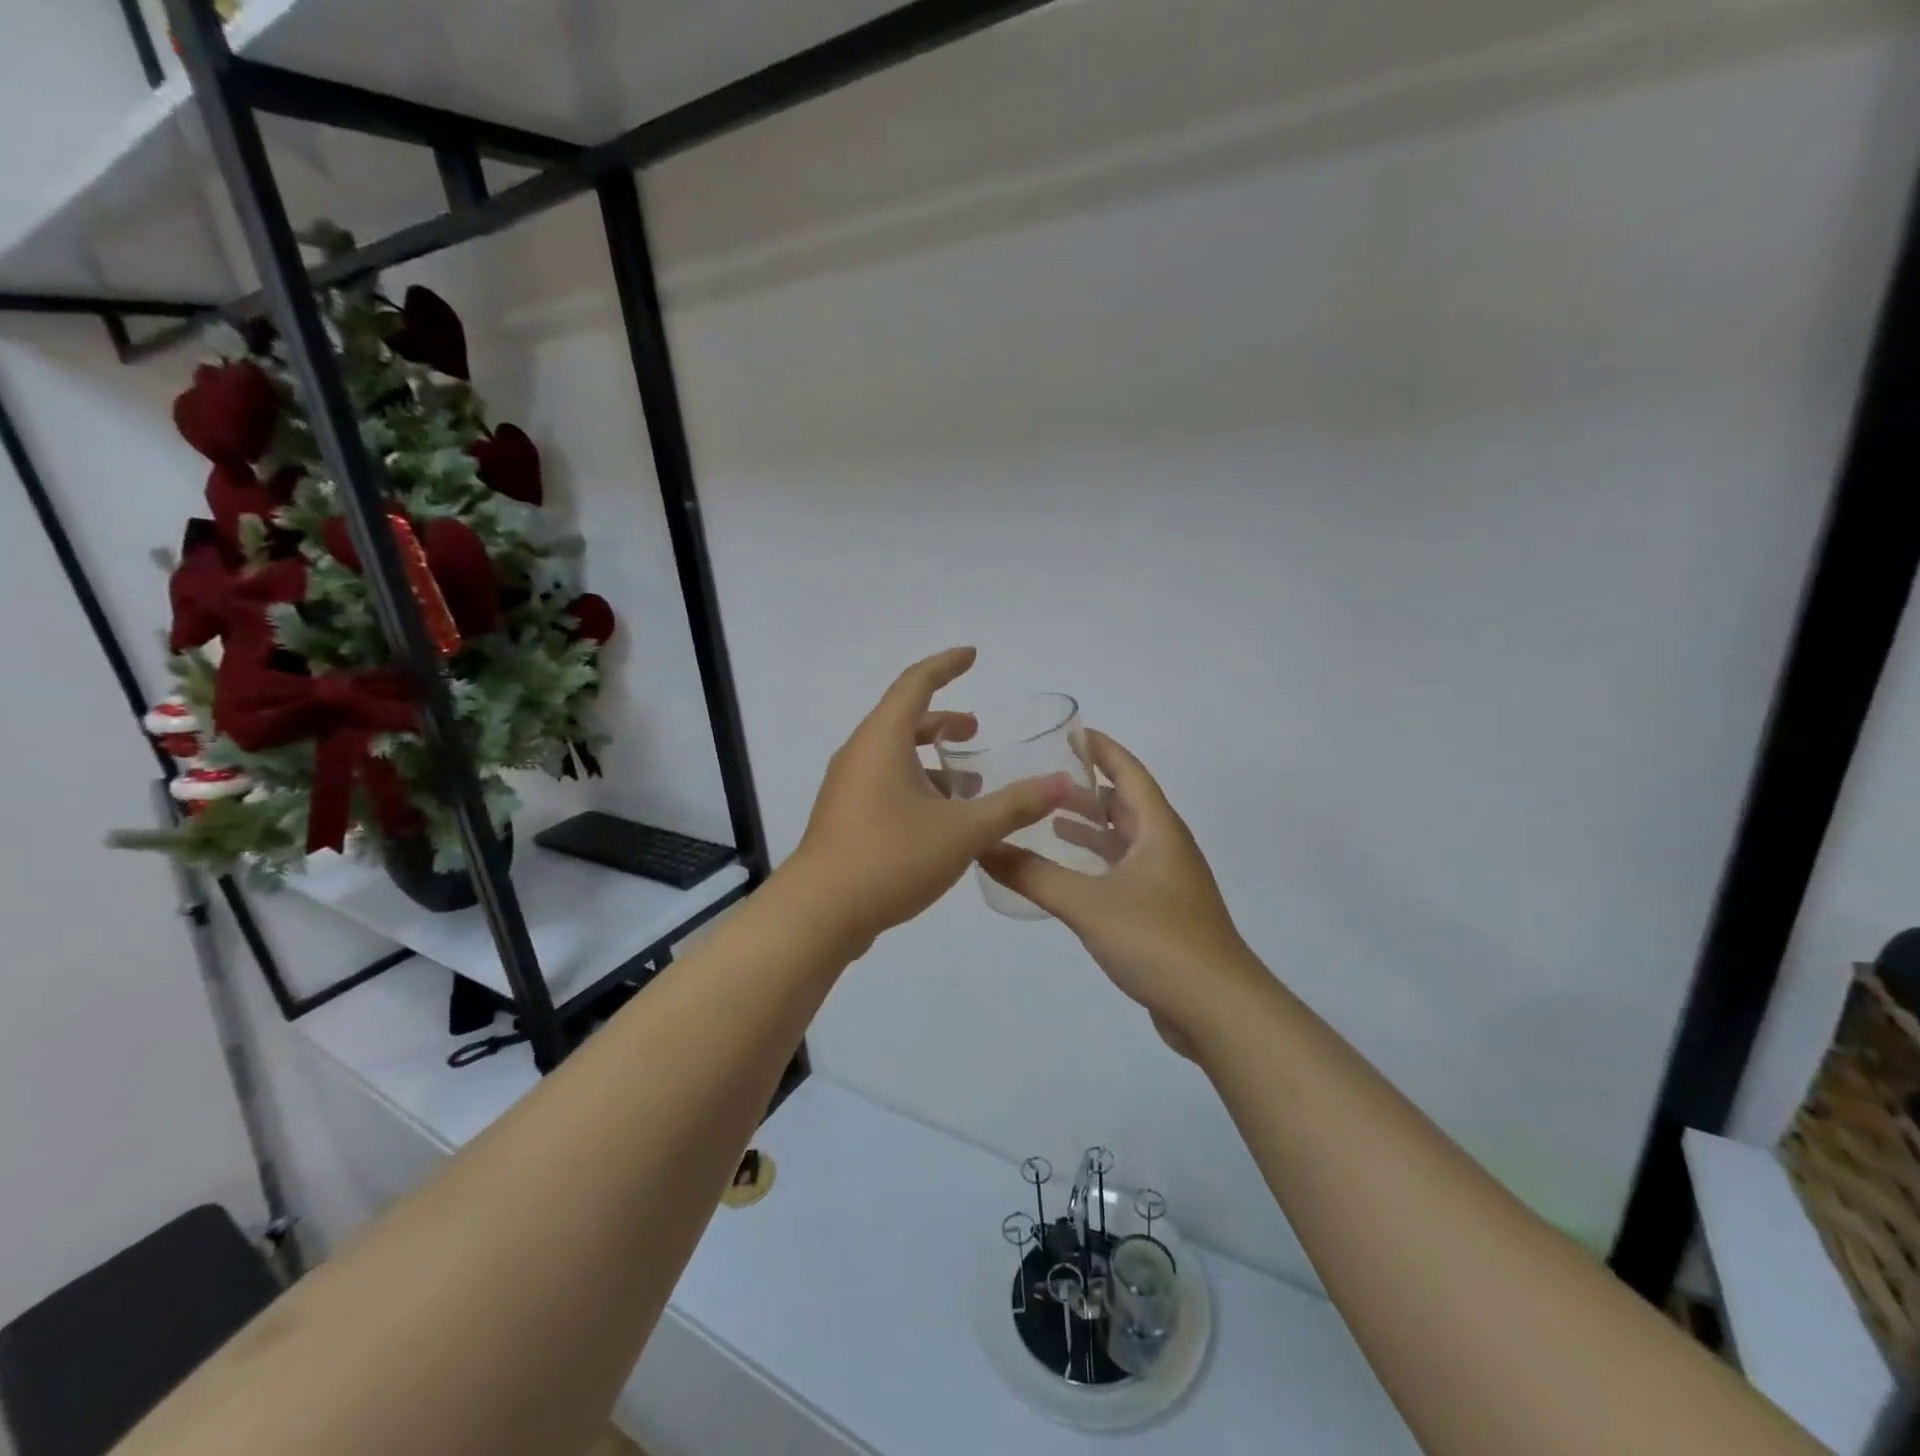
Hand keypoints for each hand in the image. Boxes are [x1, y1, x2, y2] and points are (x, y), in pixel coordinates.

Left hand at [787, 648, 1072, 948]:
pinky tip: (939, 821)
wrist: (819, 914)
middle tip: (976, 731)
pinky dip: (914, 784)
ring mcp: (846, 787)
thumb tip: (1061, 783)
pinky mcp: (844, 817)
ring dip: (929, 759)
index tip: (972, 655)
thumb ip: (1013, 805)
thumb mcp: (962, 832)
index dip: (946, 665)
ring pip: (893, 755)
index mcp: (882, 740)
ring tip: (966, 782)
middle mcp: (860, 754)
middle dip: (942, 720)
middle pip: (903, 719)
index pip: (916, 683)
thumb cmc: (891, 858)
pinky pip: (884, 783)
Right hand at [980, 731, 1267, 1051]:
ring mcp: (1166, 882)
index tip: (1070, 732)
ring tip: (1048, 819)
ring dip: (1090, 827)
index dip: (1101, 749)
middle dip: (1085, 789)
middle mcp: (1165, 847)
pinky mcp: (1160, 913)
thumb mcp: (1088, 903)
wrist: (1217, 1010)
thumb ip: (1033, 875)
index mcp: (1158, 829)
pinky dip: (1094, 863)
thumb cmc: (1158, 941)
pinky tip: (1069, 875)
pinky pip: (1122, 871)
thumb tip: (983, 848)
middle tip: (1041, 779)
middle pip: (1124, 804)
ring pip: (1123, 840)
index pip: (1128, 772)